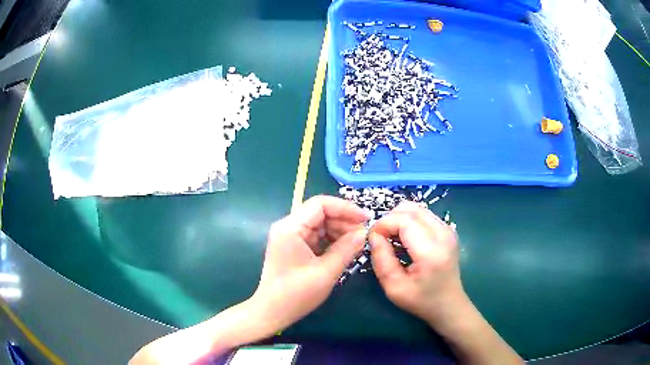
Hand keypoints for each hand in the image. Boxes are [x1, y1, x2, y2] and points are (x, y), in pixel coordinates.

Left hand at [250, 195, 369, 334]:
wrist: (272, 312)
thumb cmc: (296, 294)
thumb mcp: (326, 272)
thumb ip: (346, 249)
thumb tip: (364, 233)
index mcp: (291, 228)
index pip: (320, 204)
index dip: (345, 208)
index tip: (365, 219)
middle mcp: (288, 227)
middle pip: (320, 213)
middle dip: (343, 221)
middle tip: (364, 234)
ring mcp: (289, 237)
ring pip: (319, 224)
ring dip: (339, 231)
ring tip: (357, 242)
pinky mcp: (293, 247)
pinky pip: (315, 236)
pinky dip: (331, 240)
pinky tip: (345, 248)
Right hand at [369, 201, 464, 326]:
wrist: (448, 304)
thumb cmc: (420, 300)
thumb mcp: (393, 287)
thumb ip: (381, 259)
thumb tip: (373, 235)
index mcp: (431, 251)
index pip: (404, 220)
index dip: (383, 225)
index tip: (372, 239)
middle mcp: (443, 234)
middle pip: (410, 210)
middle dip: (389, 220)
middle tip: (380, 238)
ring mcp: (448, 229)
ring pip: (416, 208)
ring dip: (399, 218)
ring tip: (392, 238)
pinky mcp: (448, 229)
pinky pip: (423, 214)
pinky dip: (409, 220)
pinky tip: (405, 238)